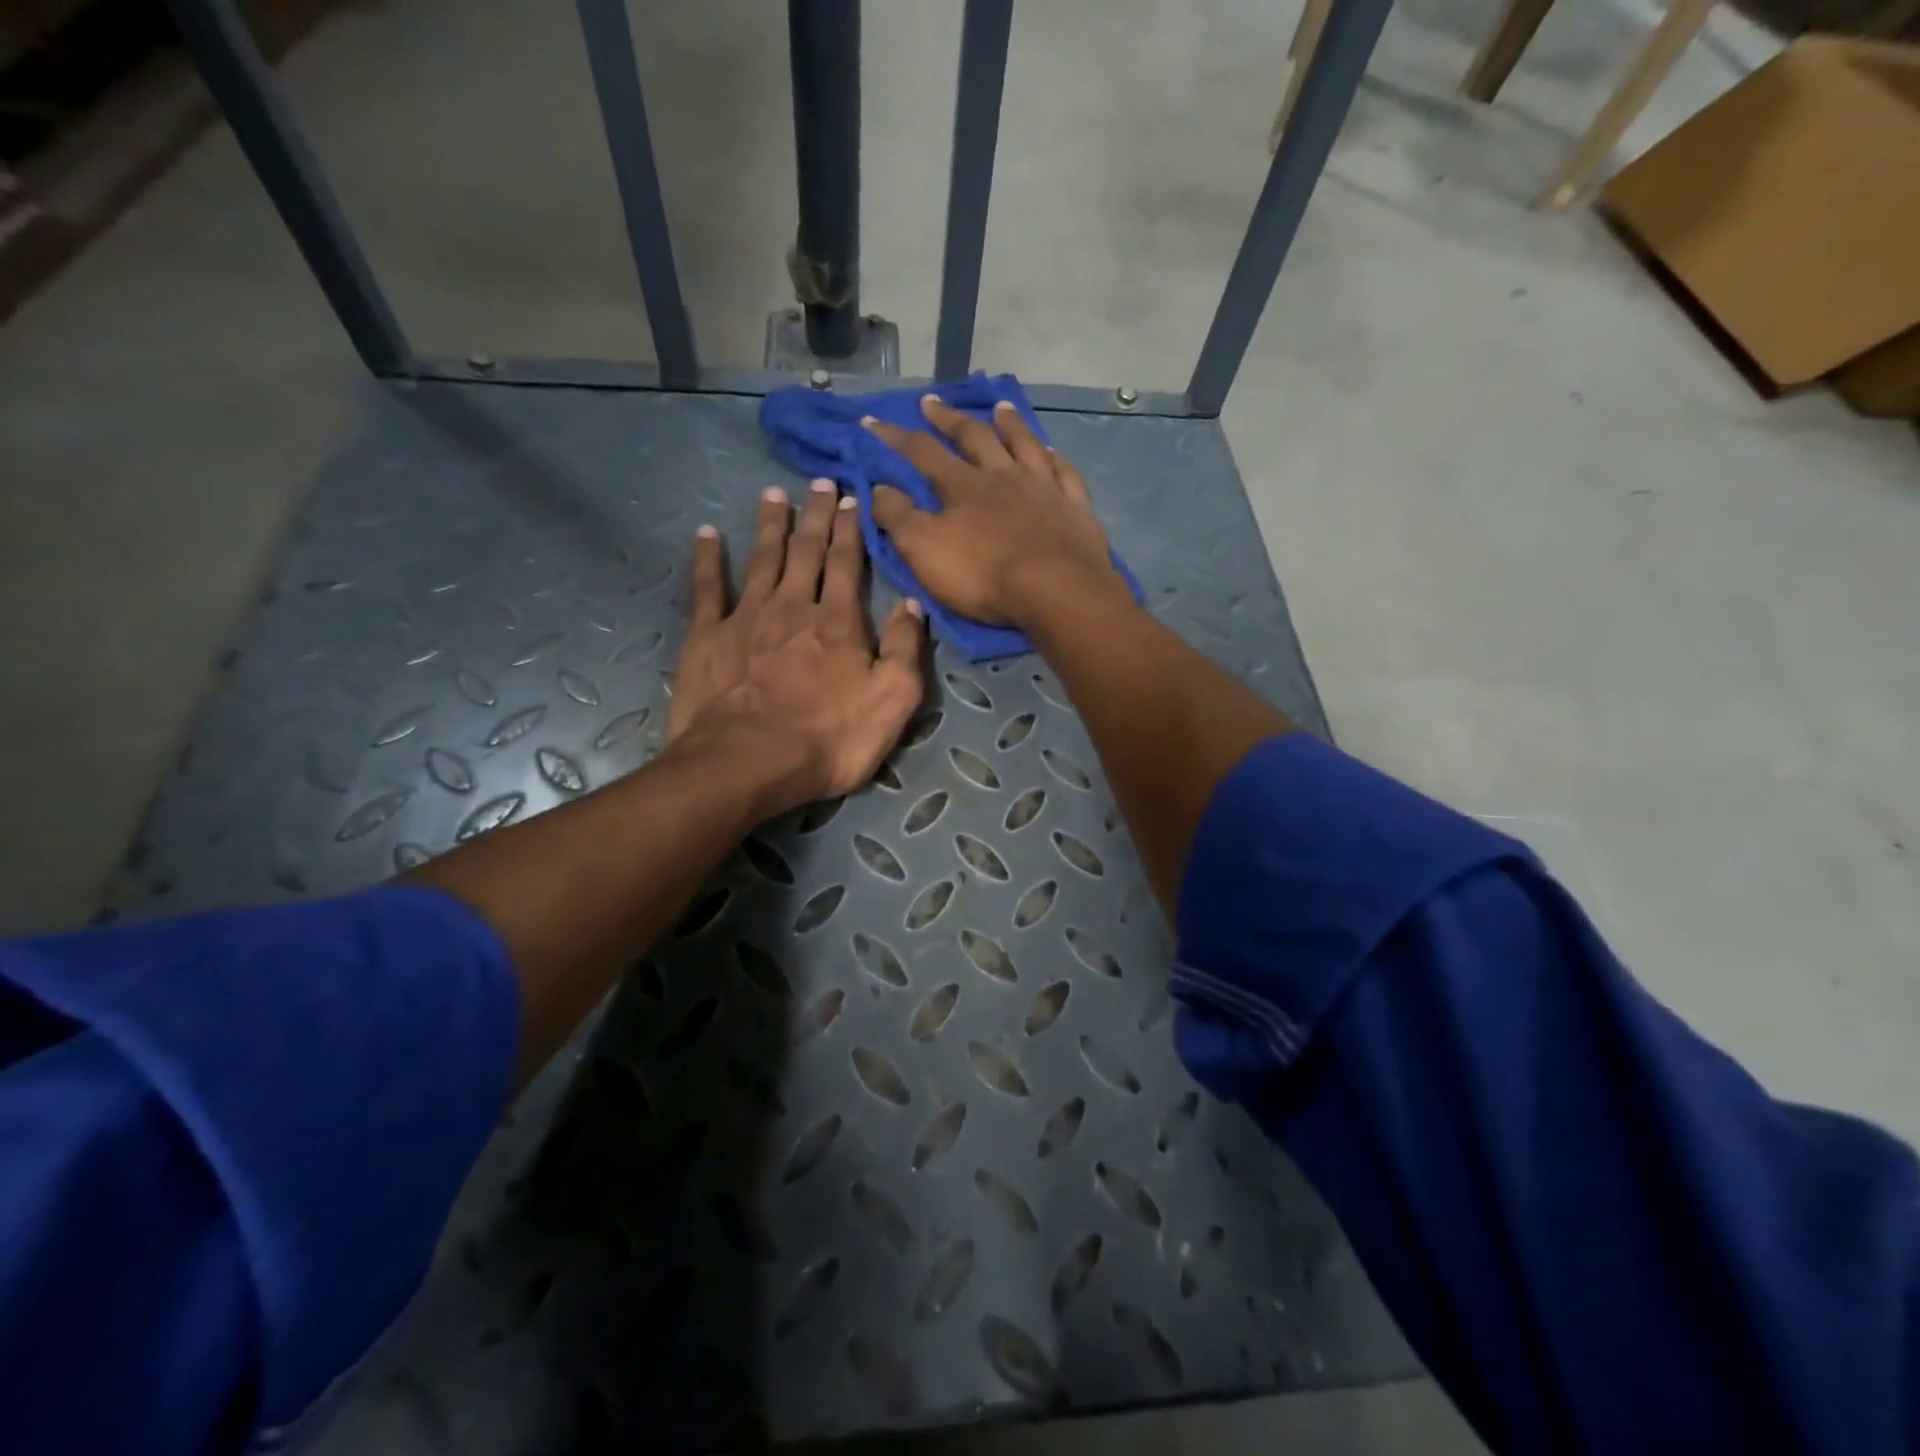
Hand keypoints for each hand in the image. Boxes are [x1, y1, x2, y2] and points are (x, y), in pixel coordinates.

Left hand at [669, 481, 925, 816]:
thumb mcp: (893, 700)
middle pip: (806, 551)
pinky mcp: (707, 636)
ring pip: (762, 559)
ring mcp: (745, 617)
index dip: (851, 530)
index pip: (848, 563)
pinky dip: (708, 559)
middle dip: (815, 516)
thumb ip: (905, 648)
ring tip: (773, 494)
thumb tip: (912, 603)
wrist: (749, 762)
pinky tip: (707, 535)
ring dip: (770, 525)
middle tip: (820, 483)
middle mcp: (793, 606)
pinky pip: (706, 587)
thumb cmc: (830, 738)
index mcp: (839, 621)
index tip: (852, 498)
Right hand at [865, 396, 1130, 628]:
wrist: (1055, 591)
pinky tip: (1052, 452)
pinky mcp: (1075, 508)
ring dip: (1009, 425)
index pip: (922, 452)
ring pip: (1024, 446)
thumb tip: (879, 487)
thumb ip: (898, 517)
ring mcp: (1044, 488)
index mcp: (963, 486)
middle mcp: (1003, 476)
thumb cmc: (983, 575)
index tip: (872, 420)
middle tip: (931, 401)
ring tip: (1000, 408)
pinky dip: (1055, 460)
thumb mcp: (924, 550)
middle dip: (948, 419)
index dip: (895, 437)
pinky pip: (1064, 474)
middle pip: (974, 438)